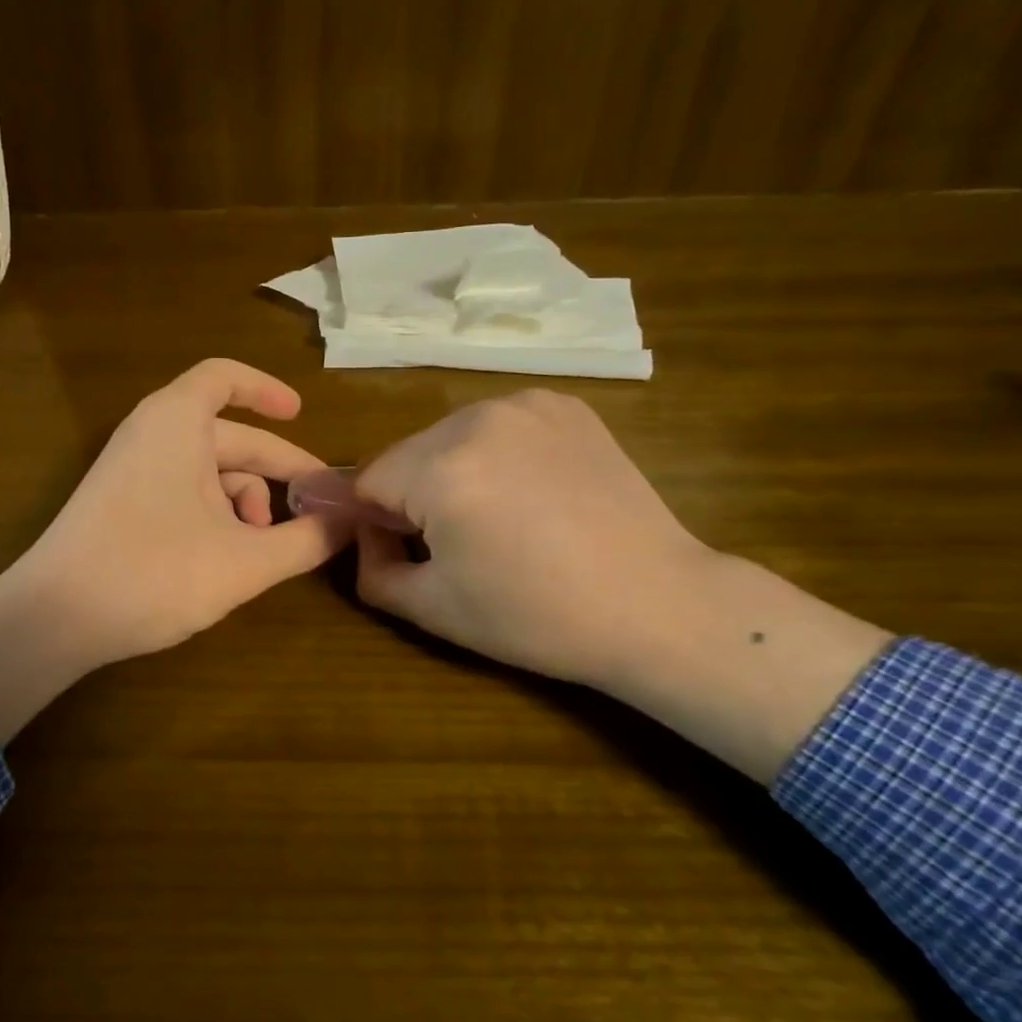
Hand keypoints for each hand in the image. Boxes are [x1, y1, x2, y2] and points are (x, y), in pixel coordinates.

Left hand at [0, 359, 347, 741]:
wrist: (53, 618)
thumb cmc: (154, 574)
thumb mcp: (244, 562)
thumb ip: (305, 541)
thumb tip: (350, 523)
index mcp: (176, 422)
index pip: (224, 378)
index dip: (267, 390)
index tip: (301, 414)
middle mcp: (151, 434)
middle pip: (228, 436)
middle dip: (275, 471)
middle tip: (317, 507)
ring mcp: (131, 470)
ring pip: (207, 471)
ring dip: (245, 502)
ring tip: (265, 548)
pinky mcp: (120, 504)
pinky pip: (181, 491)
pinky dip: (214, 514)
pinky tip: (229, 557)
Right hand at [353, 389, 707, 688]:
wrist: (655, 604)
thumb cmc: (536, 616)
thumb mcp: (433, 609)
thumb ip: (371, 570)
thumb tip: (366, 536)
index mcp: (440, 468)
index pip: (366, 479)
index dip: (375, 521)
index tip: (408, 552)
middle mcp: (477, 418)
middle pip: (407, 453)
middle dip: (413, 494)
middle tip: (456, 541)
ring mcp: (526, 405)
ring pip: (451, 436)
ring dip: (453, 470)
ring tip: (500, 516)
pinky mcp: (565, 405)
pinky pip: (499, 425)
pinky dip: (497, 453)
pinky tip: (533, 491)